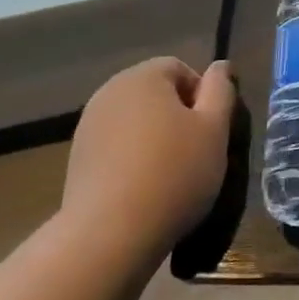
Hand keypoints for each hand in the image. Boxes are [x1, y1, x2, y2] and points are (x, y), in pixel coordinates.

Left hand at [61, 57, 235, 251]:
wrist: (110, 234)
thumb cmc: (174, 173)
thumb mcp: (214, 129)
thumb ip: (221, 90)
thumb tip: (220, 66)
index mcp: (143, 76)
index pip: (180, 69)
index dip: (203, 96)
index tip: (211, 130)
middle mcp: (110, 91)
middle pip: (155, 93)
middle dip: (178, 116)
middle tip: (196, 152)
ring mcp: (88, 125)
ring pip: (136, 120)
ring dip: (156, 138)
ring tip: (170, 174)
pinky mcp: (77, 157)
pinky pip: (116, 145)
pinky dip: (133, 158)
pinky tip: (144, 188)